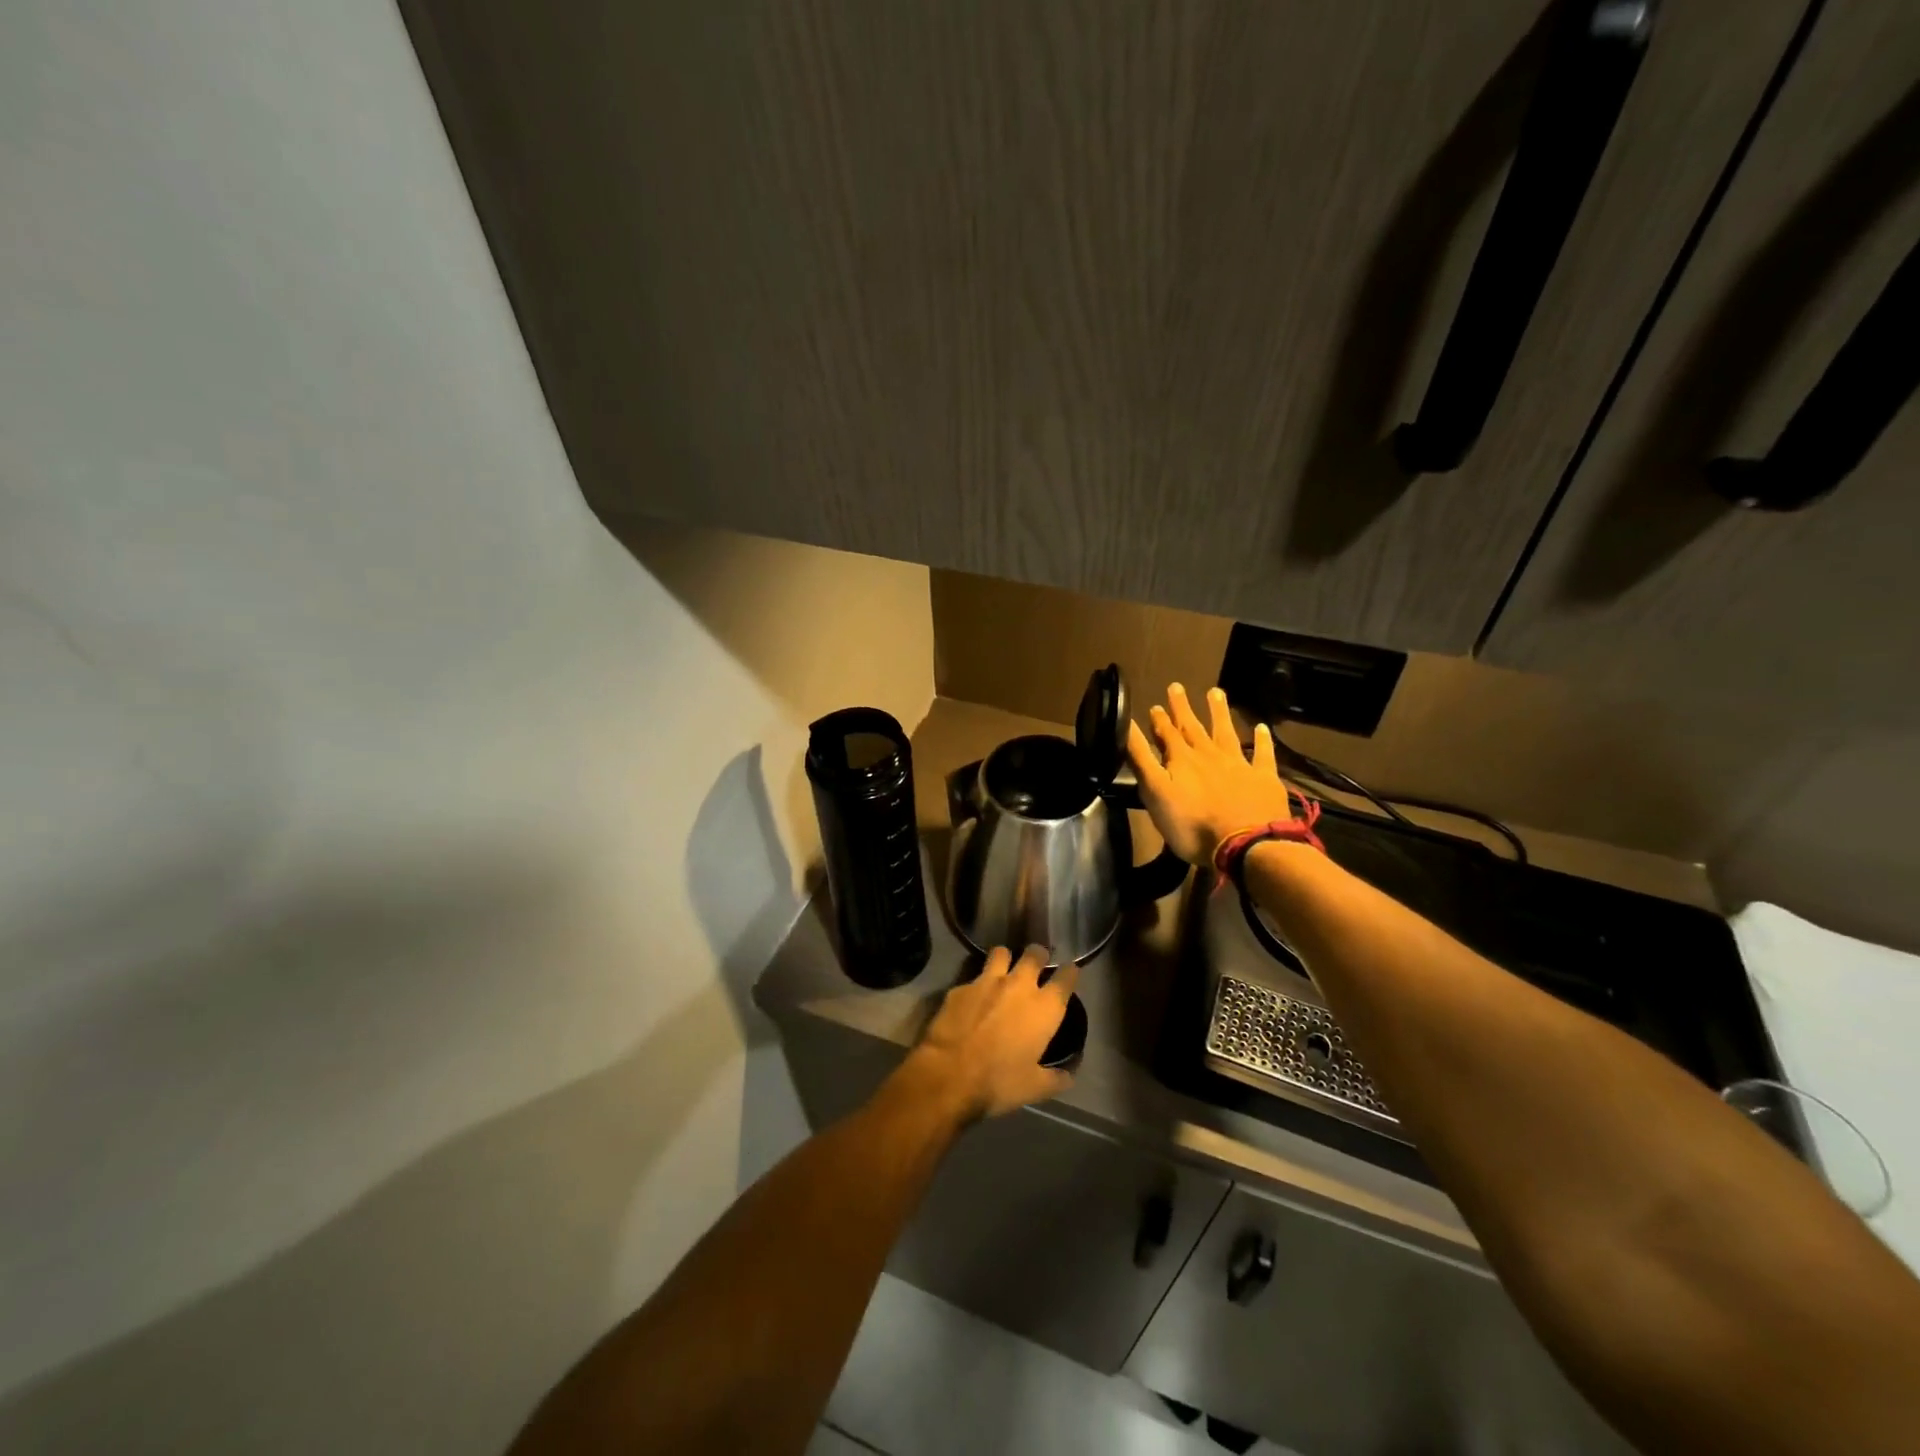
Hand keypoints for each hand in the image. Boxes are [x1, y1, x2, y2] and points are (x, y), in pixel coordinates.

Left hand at [901, 945, 1077, 1121]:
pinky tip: (973, 998)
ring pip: (1001, 952)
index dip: (1069, 972)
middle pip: (1034, 954)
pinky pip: (973, 977)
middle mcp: (1019, 985)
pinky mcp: (960, 986)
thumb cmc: (999, 1081)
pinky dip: (977, 985)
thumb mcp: (1034, 1088)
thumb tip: (1067, 1075)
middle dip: (1038, 955)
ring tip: (1004, 968)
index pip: (1066, 977)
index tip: (1069, 972)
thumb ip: (1055, 1078)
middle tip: (1037, 963)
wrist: (950, 1073)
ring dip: (1005, 958)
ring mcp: (987, 981)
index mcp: (1044, 1007)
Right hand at [1127, 682, 1297, 864]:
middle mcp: (1209, 755)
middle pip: (1193, 727)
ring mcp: (1238, 764)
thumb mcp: (1155, 792)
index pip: (1166, 733)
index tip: (1154, 704)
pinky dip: (1261, 740)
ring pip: (1226, 732)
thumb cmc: (1192, 824)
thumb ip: (1141, 759)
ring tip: (1216, 692)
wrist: (1246, 844)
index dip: (1159, 719)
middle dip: (1183, 708)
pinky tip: (1261, 727)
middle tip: (1177, 687)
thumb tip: (1126, 725)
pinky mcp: (1263, 778)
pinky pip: (1262, 753)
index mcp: (1181, 759)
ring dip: (1219, 712)